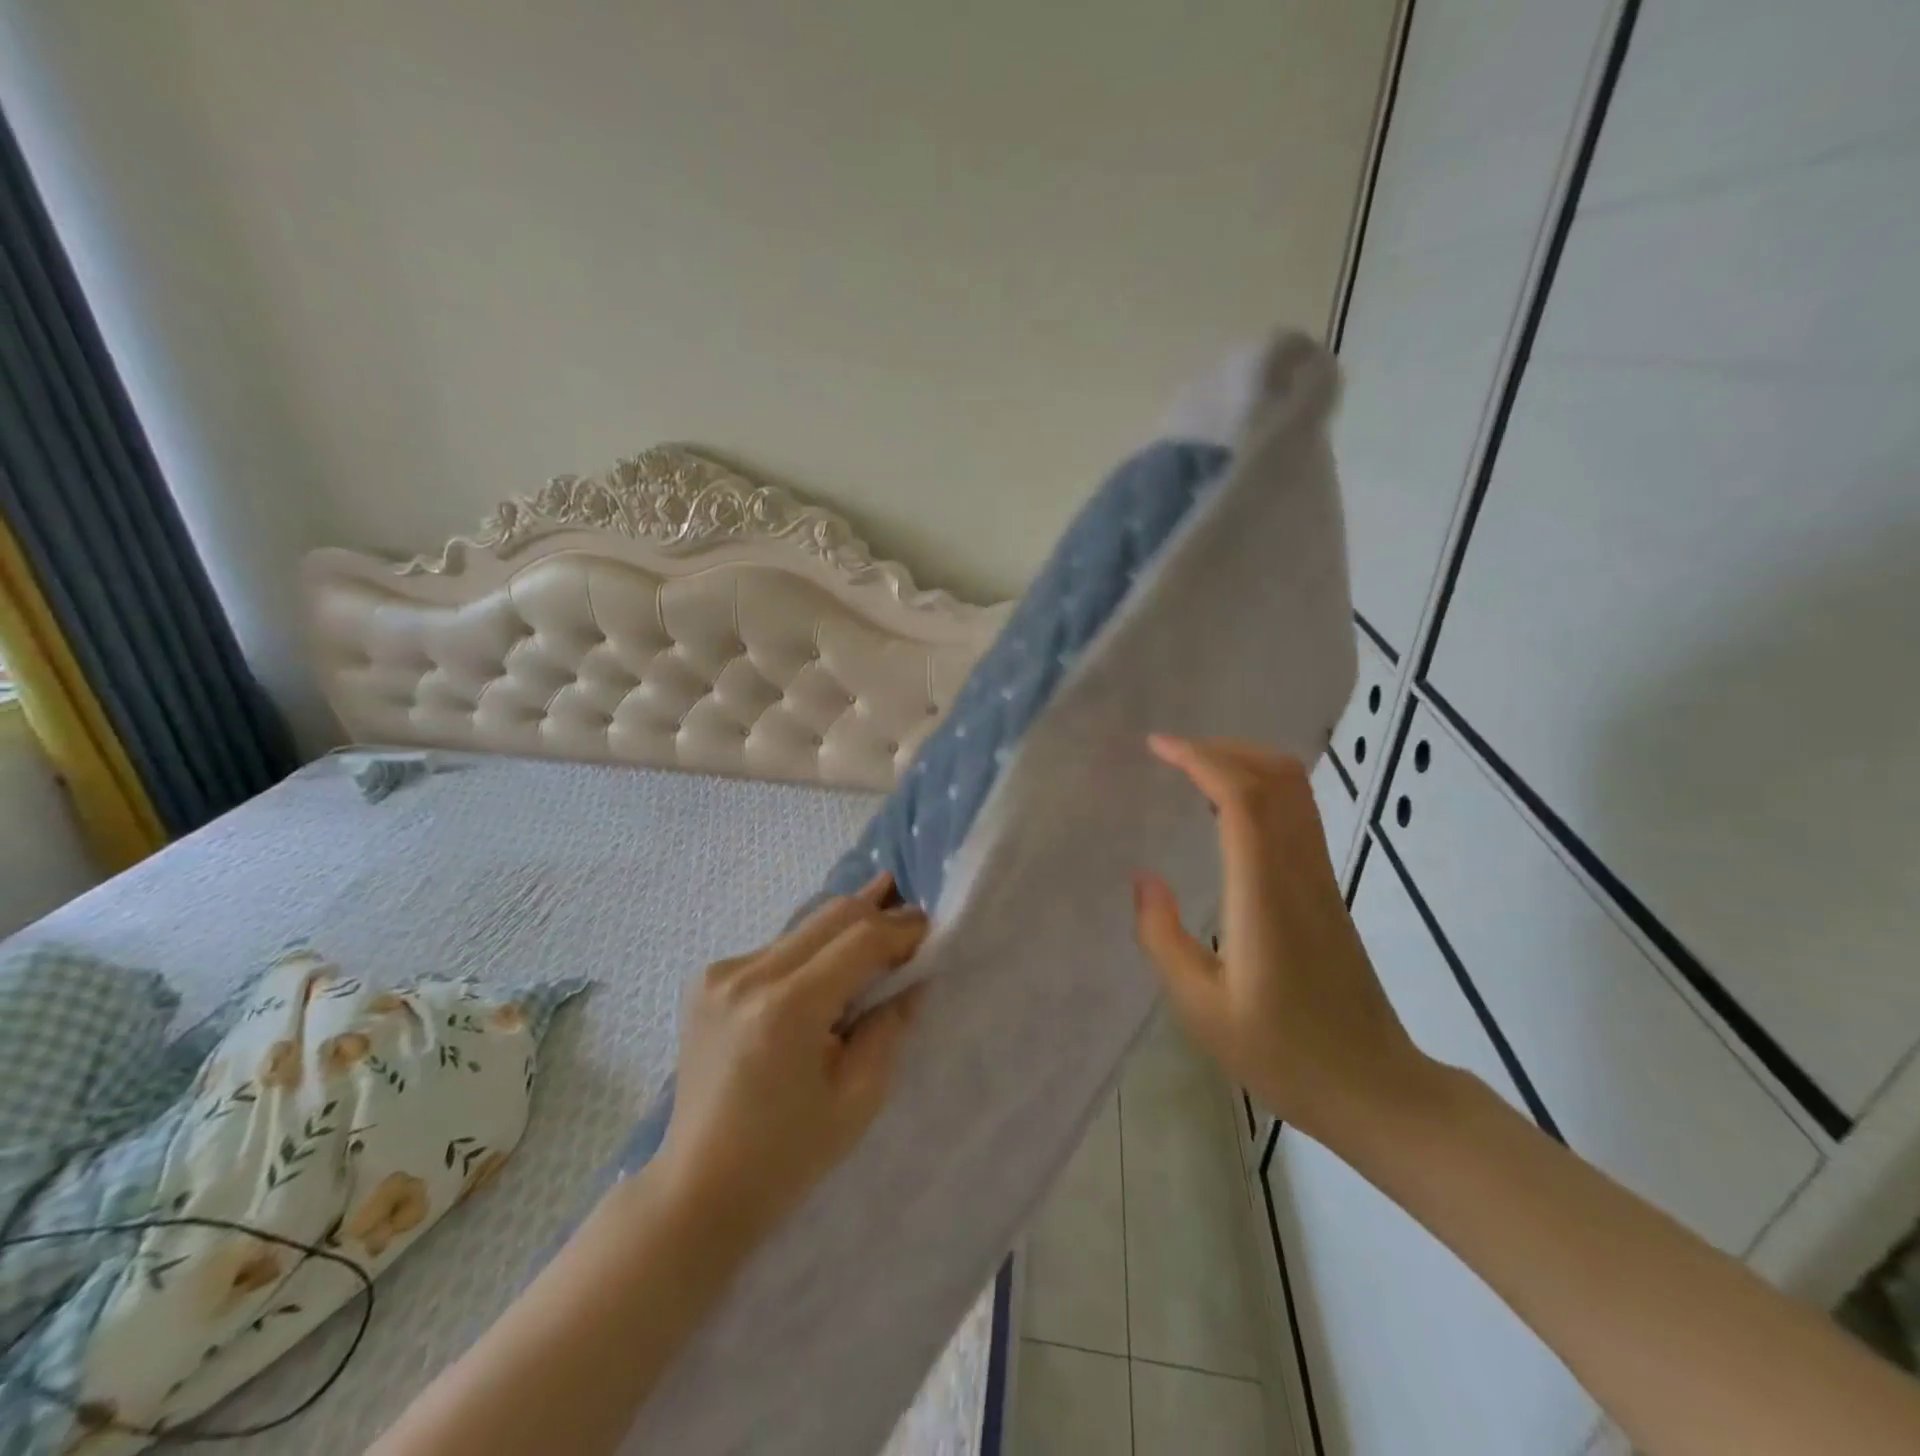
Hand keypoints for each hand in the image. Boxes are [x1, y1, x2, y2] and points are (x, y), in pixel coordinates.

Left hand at [655, 873, 928, 1241]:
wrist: (697, 1188)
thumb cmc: (786, 1156)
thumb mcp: (858, 1097)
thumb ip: (890, 1025)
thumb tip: (915, 976)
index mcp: (787, 1008)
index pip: (860, 939)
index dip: (901, 929)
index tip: (930, 929)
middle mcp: (748, 975)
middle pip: (831, 916)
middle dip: (877, 913)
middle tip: (911, 918)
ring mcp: (720, 973)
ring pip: (803, 926)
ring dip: (844, 927)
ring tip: (880, 913)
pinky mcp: (707, 980)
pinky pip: (776, 947)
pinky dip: (811, 949)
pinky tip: (829, 962)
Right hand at [1131, 734, 1429, 1146]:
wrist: (1374, 1088)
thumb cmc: (1282, 1053)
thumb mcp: (1200, 1007)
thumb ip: (1162, 937)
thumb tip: (1144, 878)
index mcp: (1264, 893)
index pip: (1242, 797)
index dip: (1201, 759)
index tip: (1158, 747)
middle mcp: (1299, 871)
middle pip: (1276, 776)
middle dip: (1222, 749)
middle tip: (1172, 754)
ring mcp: (1320, 877)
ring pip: (1295, 790)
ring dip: (1245, 764)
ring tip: (1194, 773)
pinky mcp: (1327, 889)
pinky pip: (1298, 814)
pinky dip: (1261, 790)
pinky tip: (1226, 813)